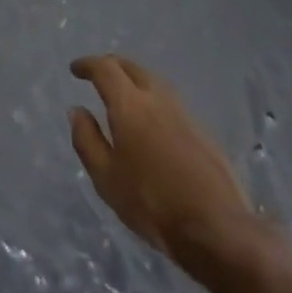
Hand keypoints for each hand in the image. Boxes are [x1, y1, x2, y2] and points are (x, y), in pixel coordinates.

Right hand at [69, 55, 259, 265]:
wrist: (216, 227)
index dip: (88, 65)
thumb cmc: (151, 204)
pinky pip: (169, 102)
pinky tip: (150, 120)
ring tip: (122, 95)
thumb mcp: (106, 177)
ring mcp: (184, 113)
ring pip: (154, 82)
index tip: (75, 69)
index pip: (106, 69)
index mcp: (130, 105)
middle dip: (112, 66)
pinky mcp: (202, 131)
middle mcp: (158, 99)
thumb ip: (87, 140)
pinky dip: (152, 100)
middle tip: (97, 76)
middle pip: (132, 68)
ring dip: (134, 80)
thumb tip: (77, 110)